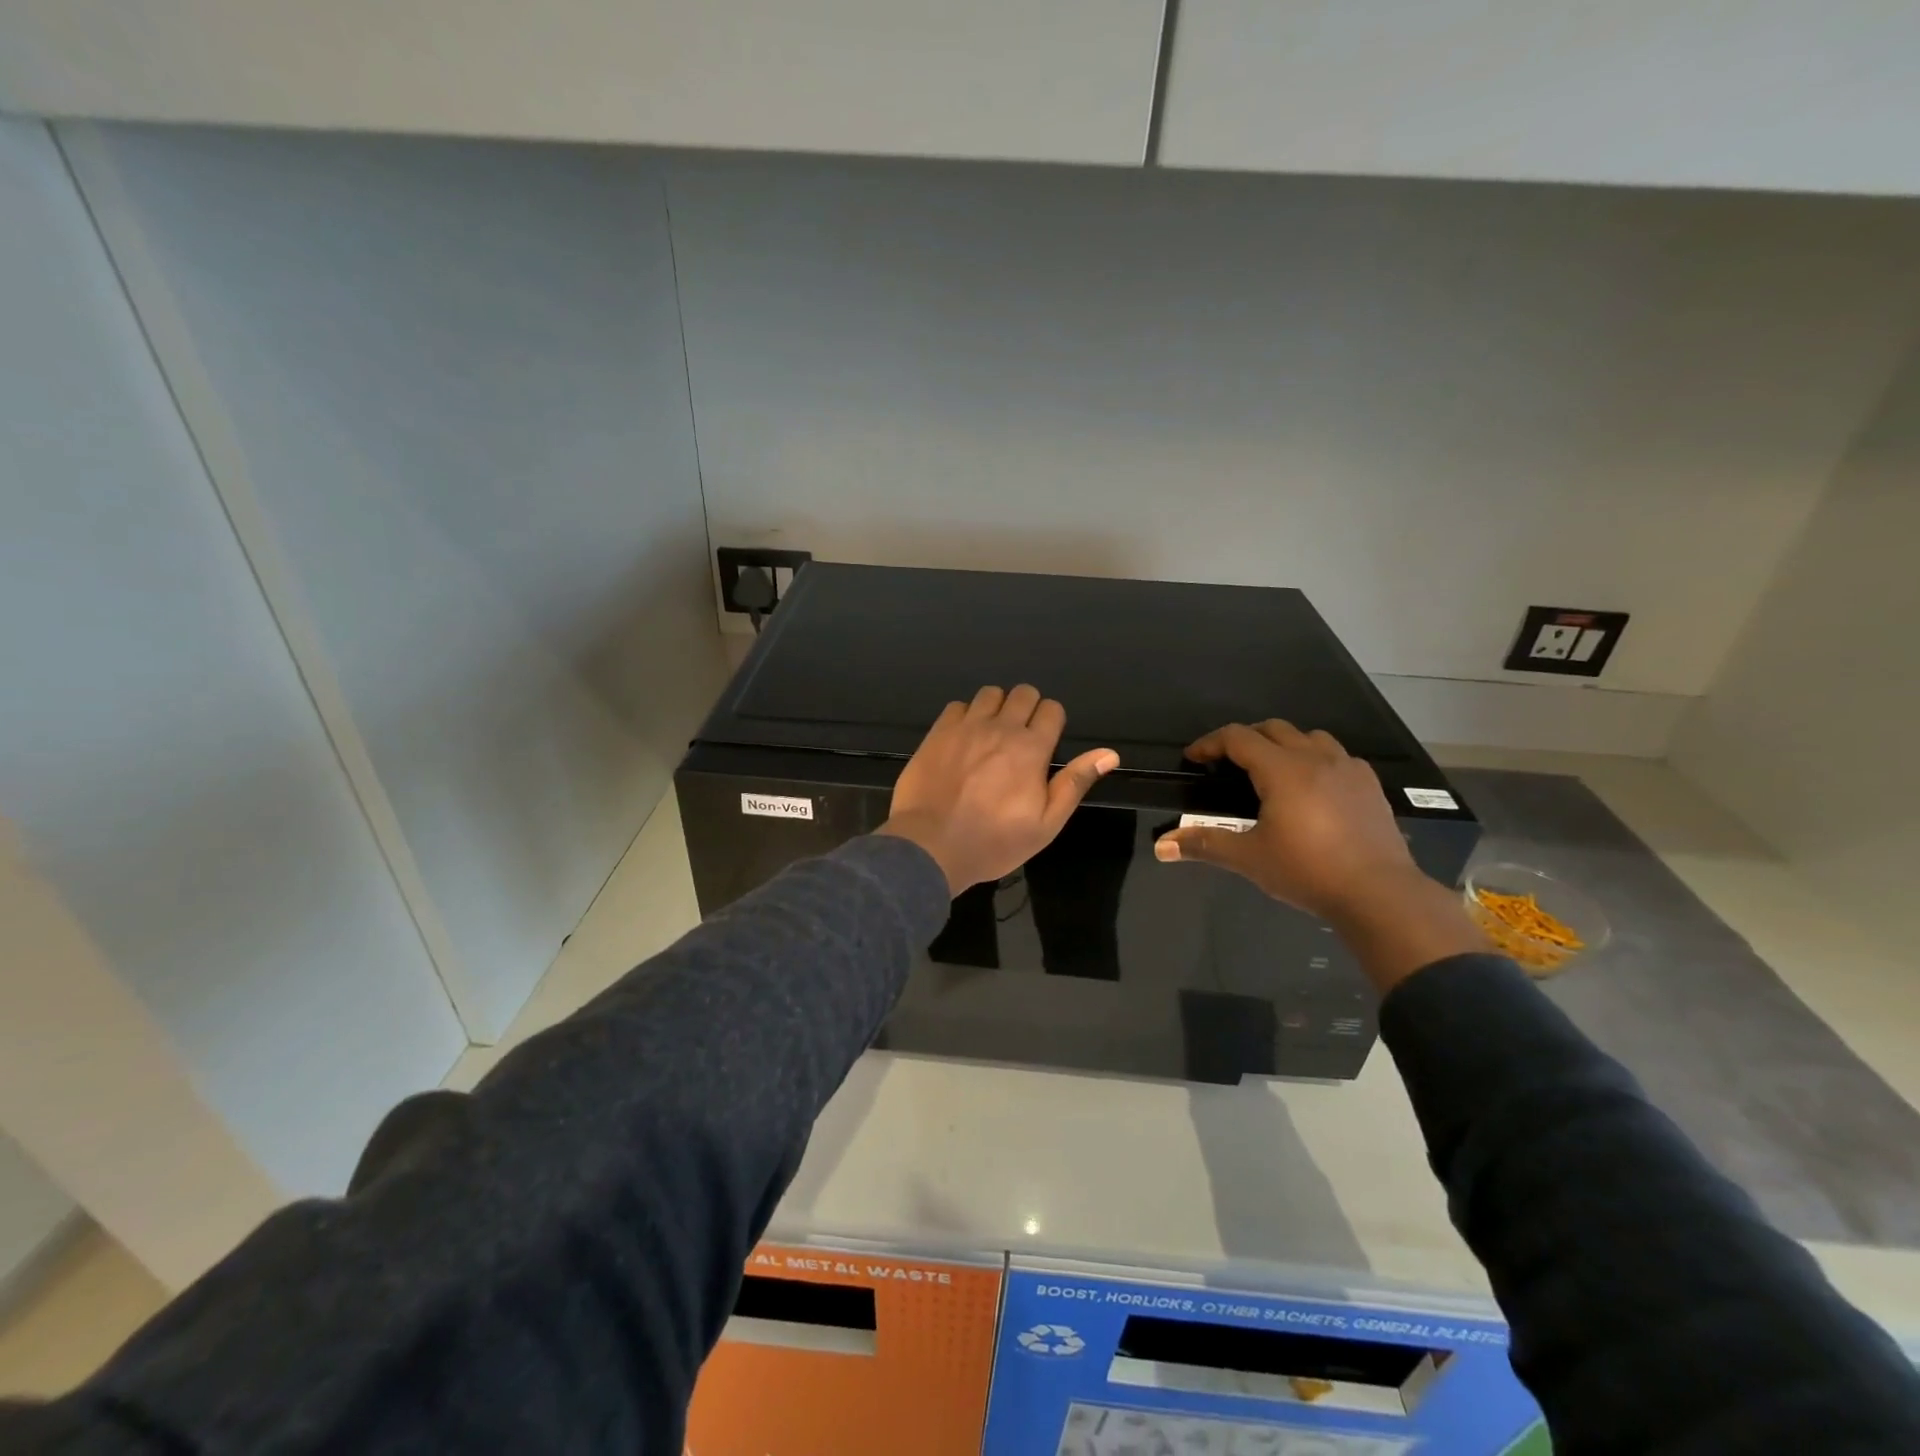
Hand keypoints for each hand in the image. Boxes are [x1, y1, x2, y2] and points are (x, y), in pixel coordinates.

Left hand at [878, 685, 1119, 894]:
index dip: (1052, 723)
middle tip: (1020, 739)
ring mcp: (966, 727)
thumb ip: (1075, 783)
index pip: (1052, 709)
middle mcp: (1000, 728)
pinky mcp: (937, 732)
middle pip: (1023, 692)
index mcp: (1031, 748)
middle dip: (1027, 709)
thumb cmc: (994, 842)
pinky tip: (963, 740)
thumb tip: (1109, 754)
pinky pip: (958, 706)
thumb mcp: (1046, 824)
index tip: (1044, 746)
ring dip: (997, 708)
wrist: (930, 846)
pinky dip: (965, 716)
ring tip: (991, 736)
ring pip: (990, 693)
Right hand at [1152, 720, 1484, 992]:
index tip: (1194, 759)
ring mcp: (1348, 768)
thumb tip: (1161, 846)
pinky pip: (1337, 756)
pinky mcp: (1370, 785)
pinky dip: (1316, 759)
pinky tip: (1313, 787)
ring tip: (1271, 770)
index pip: (1238, 738)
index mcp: (1282, 769)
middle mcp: (1315, 758)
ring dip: (1283, 744)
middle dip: (1245, 740)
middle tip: (1227, 764)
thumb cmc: (1307, 871)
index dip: (1210, 744)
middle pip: (1273, 729)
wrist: (1378, 893)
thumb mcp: (1249, 858)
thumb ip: (1205, 844)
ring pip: (1309, 737)